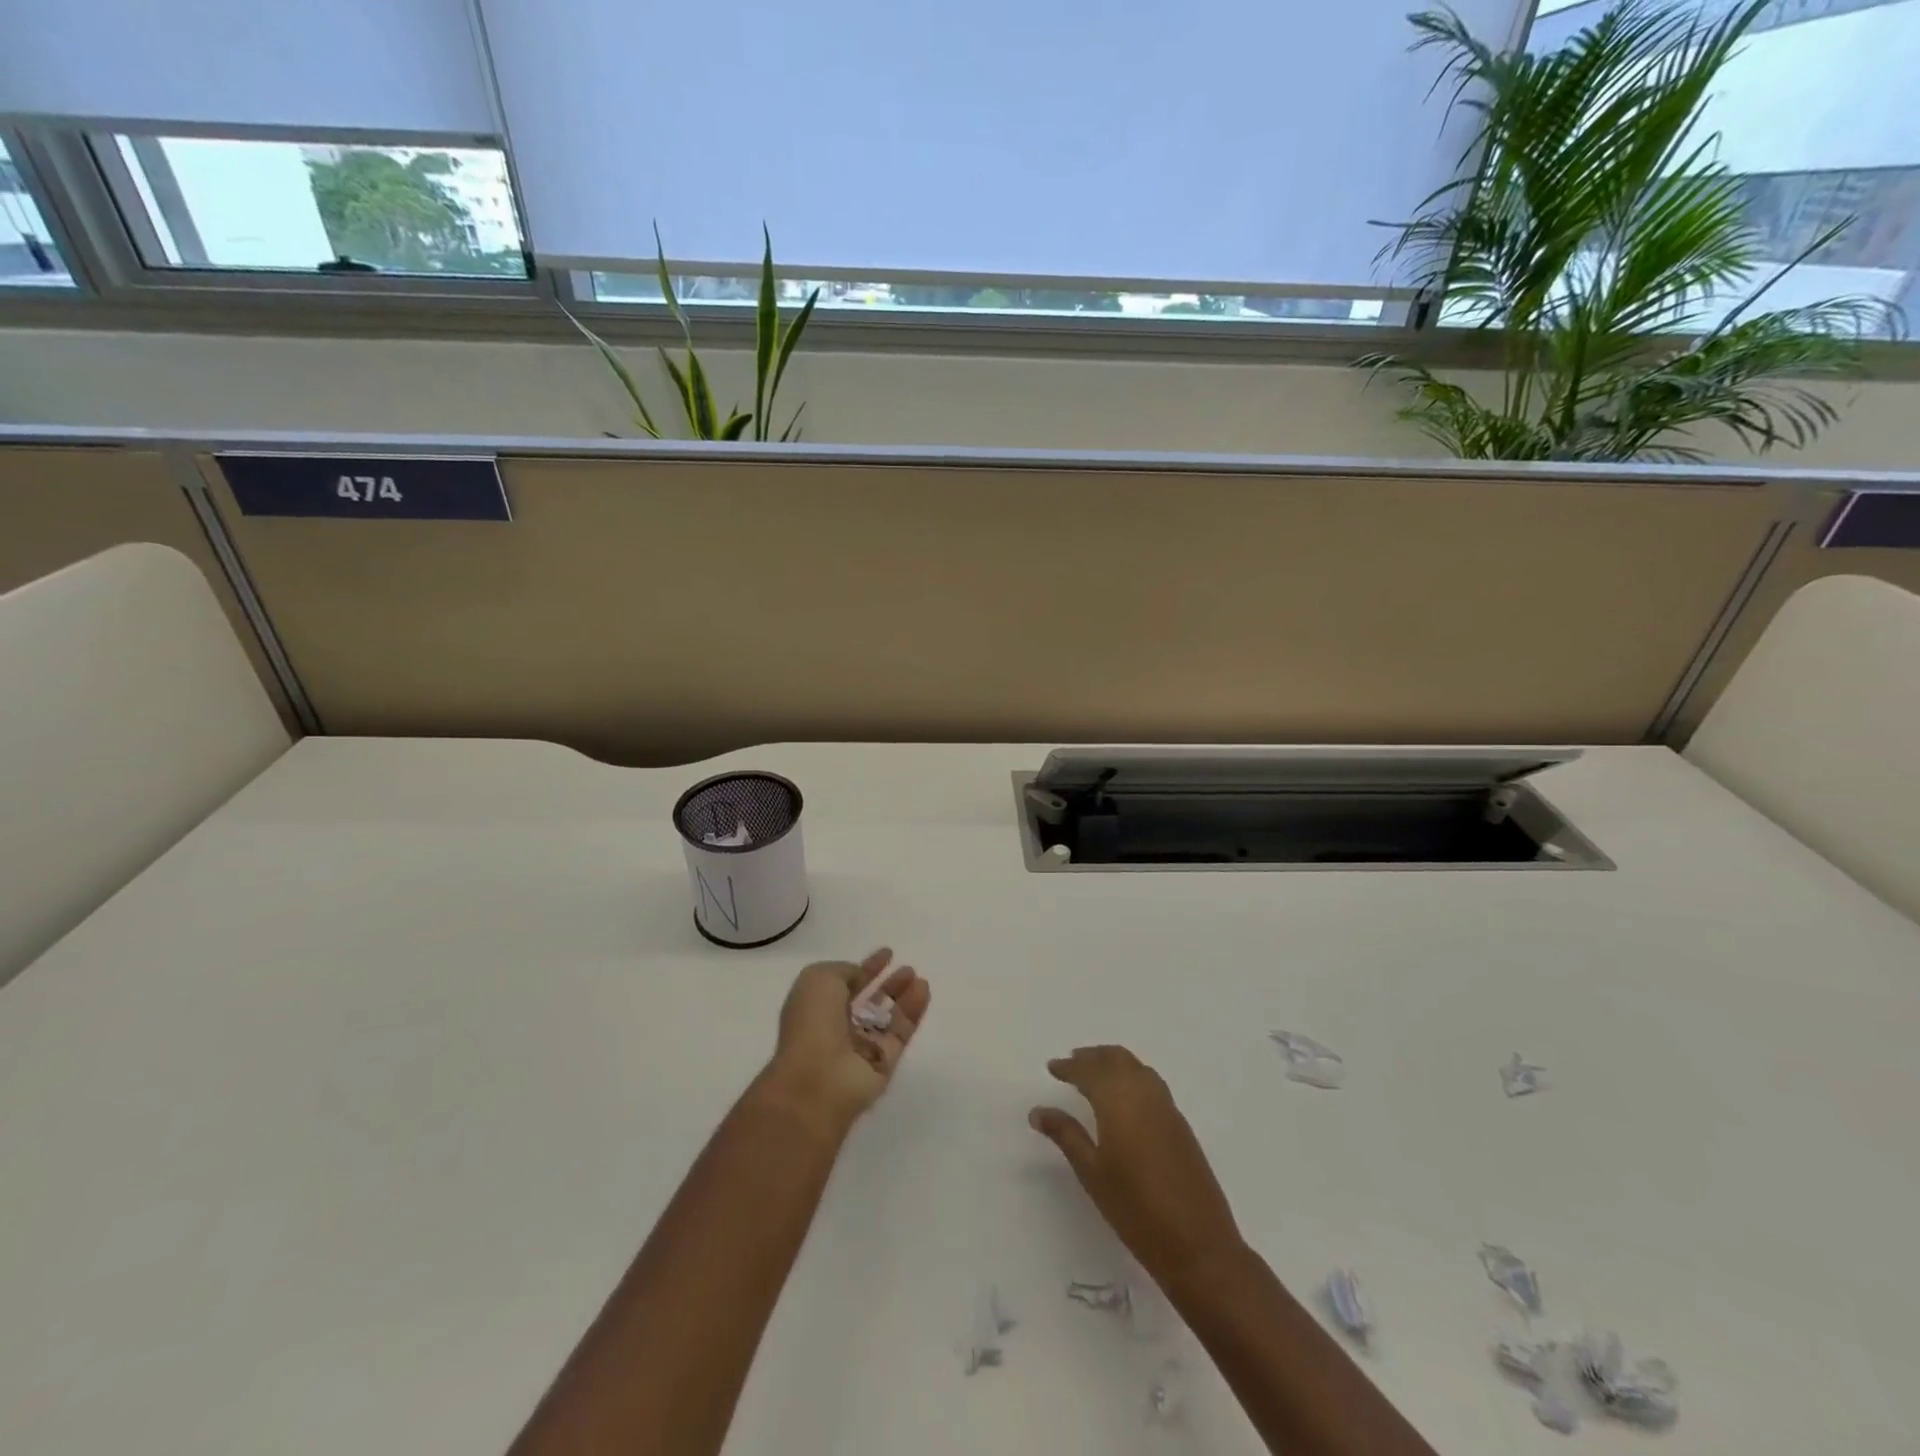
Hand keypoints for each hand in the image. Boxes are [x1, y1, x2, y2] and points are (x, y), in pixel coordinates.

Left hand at [761, 948, 929, 1138]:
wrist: (817, 1079)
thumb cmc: (812, 1023)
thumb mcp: (819, 979)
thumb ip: (844, 971)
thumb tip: (860, 976)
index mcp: (817, 1008)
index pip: (846, 983)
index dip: (866, 967)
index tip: (887, 953)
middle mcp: (839, 1028)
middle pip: (869, 1002)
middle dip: (887, 984)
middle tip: (907, 968)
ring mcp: (862, 1047)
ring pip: (888, 1017)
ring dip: (903, 995)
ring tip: (918, 977)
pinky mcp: (884, 1062)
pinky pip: (901, 1031)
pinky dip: (913, 1011)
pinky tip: (923, 990)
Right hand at [1030, 1046, 1244, 1284]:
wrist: (1198, 1245)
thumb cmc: (1136, 1209)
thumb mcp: (1092, 1173)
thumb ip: (1065, 1135)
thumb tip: (1038, 1111)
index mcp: (1119, 1101)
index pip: (1090, 1071)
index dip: (1069, 1067)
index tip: (1052, 1067)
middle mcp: (1144, 1094)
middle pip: (1116, 1059)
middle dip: (1092, 1057)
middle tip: (1071, 1063)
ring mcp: (1167, 1107)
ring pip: (1136, 1067)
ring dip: (1114, 1062)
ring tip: (1095, 1074)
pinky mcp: (1180, 1124)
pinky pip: (1151, 1083)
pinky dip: (1132, 1076)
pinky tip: (1125, 1097)